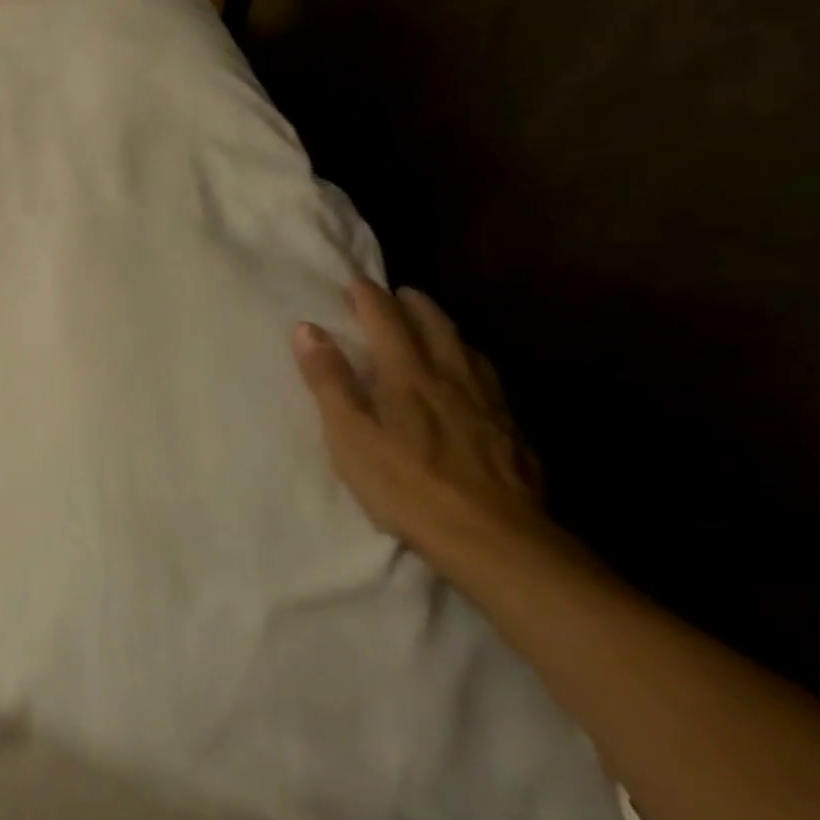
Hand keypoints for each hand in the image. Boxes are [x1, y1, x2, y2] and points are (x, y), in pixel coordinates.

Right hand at [292, 280, 550, 559]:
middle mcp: (451, 380)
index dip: (369, 298)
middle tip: (401, 293)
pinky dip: (476, 365)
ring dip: (448, 330)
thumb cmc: (405, 485)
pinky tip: (476, 381)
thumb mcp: (350, 434)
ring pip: (469, 352)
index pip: (386, 322)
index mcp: (408, 377)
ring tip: (437, 326)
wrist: (493, 538)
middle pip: (435, 328)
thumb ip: (329, 380)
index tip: (356, 281)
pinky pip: (492, 383)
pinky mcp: (512, 435)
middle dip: (415, 305)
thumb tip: (306, 328)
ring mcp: (488, 407)